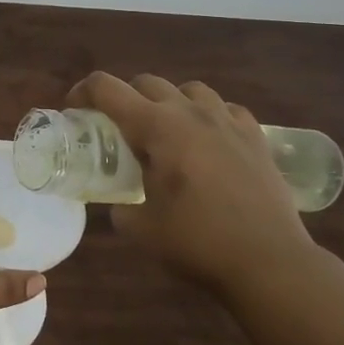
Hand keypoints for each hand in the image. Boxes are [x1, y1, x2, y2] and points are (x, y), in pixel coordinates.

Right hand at [68, 72, 315, 292]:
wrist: (269, 261)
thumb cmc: (197, 242)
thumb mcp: (139, 228)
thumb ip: (120, 205)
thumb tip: (120, 201)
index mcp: (156, 127)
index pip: (107, 88)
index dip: (83, 92)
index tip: (74, 110)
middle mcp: (190, 112)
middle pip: (146, 82)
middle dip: (124, 98)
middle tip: (117, 128)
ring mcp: (227, 121)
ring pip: (189, 89)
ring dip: (169, 103)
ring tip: (166, 132)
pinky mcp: (255, 137)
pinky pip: (225, 109)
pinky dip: (208, 117)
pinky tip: (208, 141)